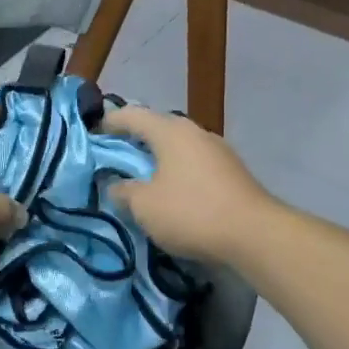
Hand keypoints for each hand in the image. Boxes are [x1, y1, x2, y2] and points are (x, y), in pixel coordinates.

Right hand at [100, 106, 275, 264]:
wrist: (255, 234)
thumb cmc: (191, 212)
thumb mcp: (144, 206)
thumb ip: (122, 191)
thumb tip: (115, 185)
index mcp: (170, 131)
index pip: (131, 115)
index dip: (109, 123)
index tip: (93, 136)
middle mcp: (195, 131)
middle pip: (157, 127)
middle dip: (134, 141)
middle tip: (115, 158)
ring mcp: (218, 150)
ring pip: (178, 146)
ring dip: (158, 158)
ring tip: (142, 177)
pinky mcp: (232, 171)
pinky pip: (194, 163)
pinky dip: (177, 171)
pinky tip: (172, 192)